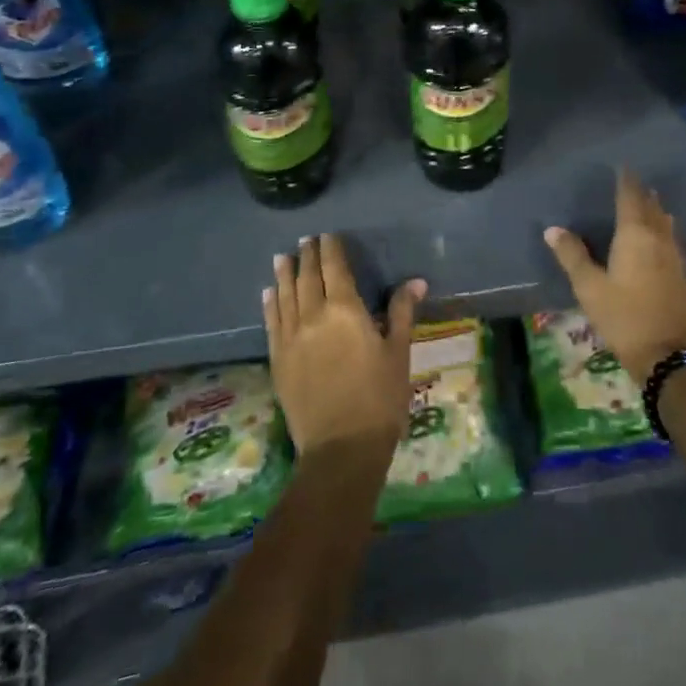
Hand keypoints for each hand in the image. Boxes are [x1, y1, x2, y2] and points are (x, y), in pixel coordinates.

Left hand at [264, 234, 425, 459]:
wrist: (341, 449)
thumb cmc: (379, 399)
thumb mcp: (398, 353)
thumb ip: (402, 313)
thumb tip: (415, 281)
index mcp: (345, 311)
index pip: (335, 269)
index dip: (331, 250)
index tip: (329, 236)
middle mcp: (313, 316)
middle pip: (308, 277)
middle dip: (308, 256)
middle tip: (307, 240)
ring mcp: (291, 338)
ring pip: (286, 296)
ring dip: (285, 274)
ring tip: (282, 257)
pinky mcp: (278, 360)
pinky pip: (271, 323)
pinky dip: (270, 304)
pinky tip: (270, 293)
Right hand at [544, 170, 685, 382]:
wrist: (670, 356)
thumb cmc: (624, 317)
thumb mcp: (590, 288)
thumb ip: (572, 256)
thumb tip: (552, 229)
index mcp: (635, 236)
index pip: (631, 198)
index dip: (626, 181)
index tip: (623, 166)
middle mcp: (659, 240)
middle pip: (652, 208)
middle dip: (643, 194)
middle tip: (633, 182)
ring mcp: (676, 258)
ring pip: (666, 225)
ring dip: (657, 211)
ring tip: (649, 203)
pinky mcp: (684, 277)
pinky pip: (672, 242)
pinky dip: (664, 232)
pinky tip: (661, 240)